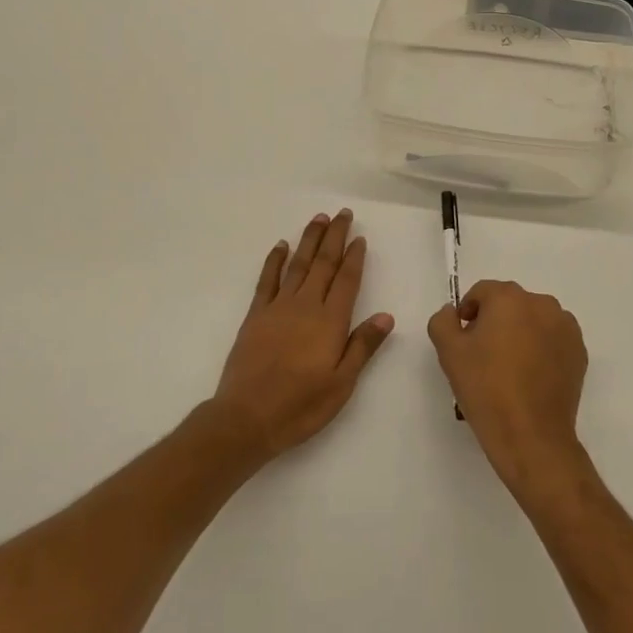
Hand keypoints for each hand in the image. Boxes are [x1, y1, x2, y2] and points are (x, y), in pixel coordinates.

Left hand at [210, 210, 394, 459]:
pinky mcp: (256, 315)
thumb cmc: (300, 406)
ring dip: (309, 239)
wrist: (247, 417)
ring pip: (298, 264)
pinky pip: (268, 279)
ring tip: (319, 218)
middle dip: (334, 236)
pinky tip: (282, 246)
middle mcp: (305, 306)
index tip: (360, 237)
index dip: (354, 257)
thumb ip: (363, 346)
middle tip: (343, 214)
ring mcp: (278, 307)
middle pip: (323, 263)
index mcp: (330, 321)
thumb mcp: (342, 384)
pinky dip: (275, 260)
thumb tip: (386, 315)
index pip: (346, 280)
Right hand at [429, 280, 588, 496]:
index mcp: (509, 298)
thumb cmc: (486, 389)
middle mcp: (541, 303)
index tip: (463, 340)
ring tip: (509, 368)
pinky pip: (552, 340)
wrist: (531, 436)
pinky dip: (541, 349)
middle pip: (509, 304)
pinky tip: (530, 377)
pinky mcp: (579, 352)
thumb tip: (453, 312)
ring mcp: (565, 327)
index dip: (468, 313)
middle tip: (483, 356)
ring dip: (520, 333)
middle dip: (494, 322)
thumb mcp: (449, 352)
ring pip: (533, 321)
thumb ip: (443, 321)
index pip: (481, 293)